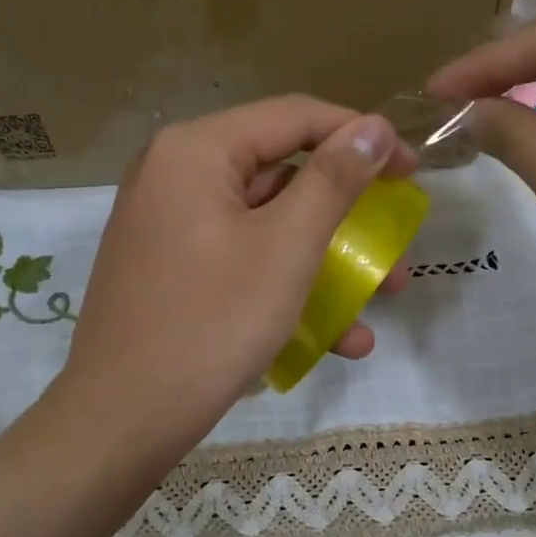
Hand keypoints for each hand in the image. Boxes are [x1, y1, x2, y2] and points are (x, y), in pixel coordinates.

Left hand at [57, 96, 415, 459]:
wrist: (122, 419)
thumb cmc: (211, 324)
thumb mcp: (286, 248)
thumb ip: (334, 180)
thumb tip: (375, 127)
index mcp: (196, 151)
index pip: (294, 118)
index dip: (361, 138)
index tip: (412, 172)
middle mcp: (175, 176)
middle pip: (282, 176)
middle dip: (348, 217)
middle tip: (395, 242)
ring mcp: (169, 228)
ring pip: (266, 227)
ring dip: (328, 262)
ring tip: (381, 299)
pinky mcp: (171, 273)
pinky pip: (240, 262)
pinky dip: (286, 288)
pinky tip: (337, 338)